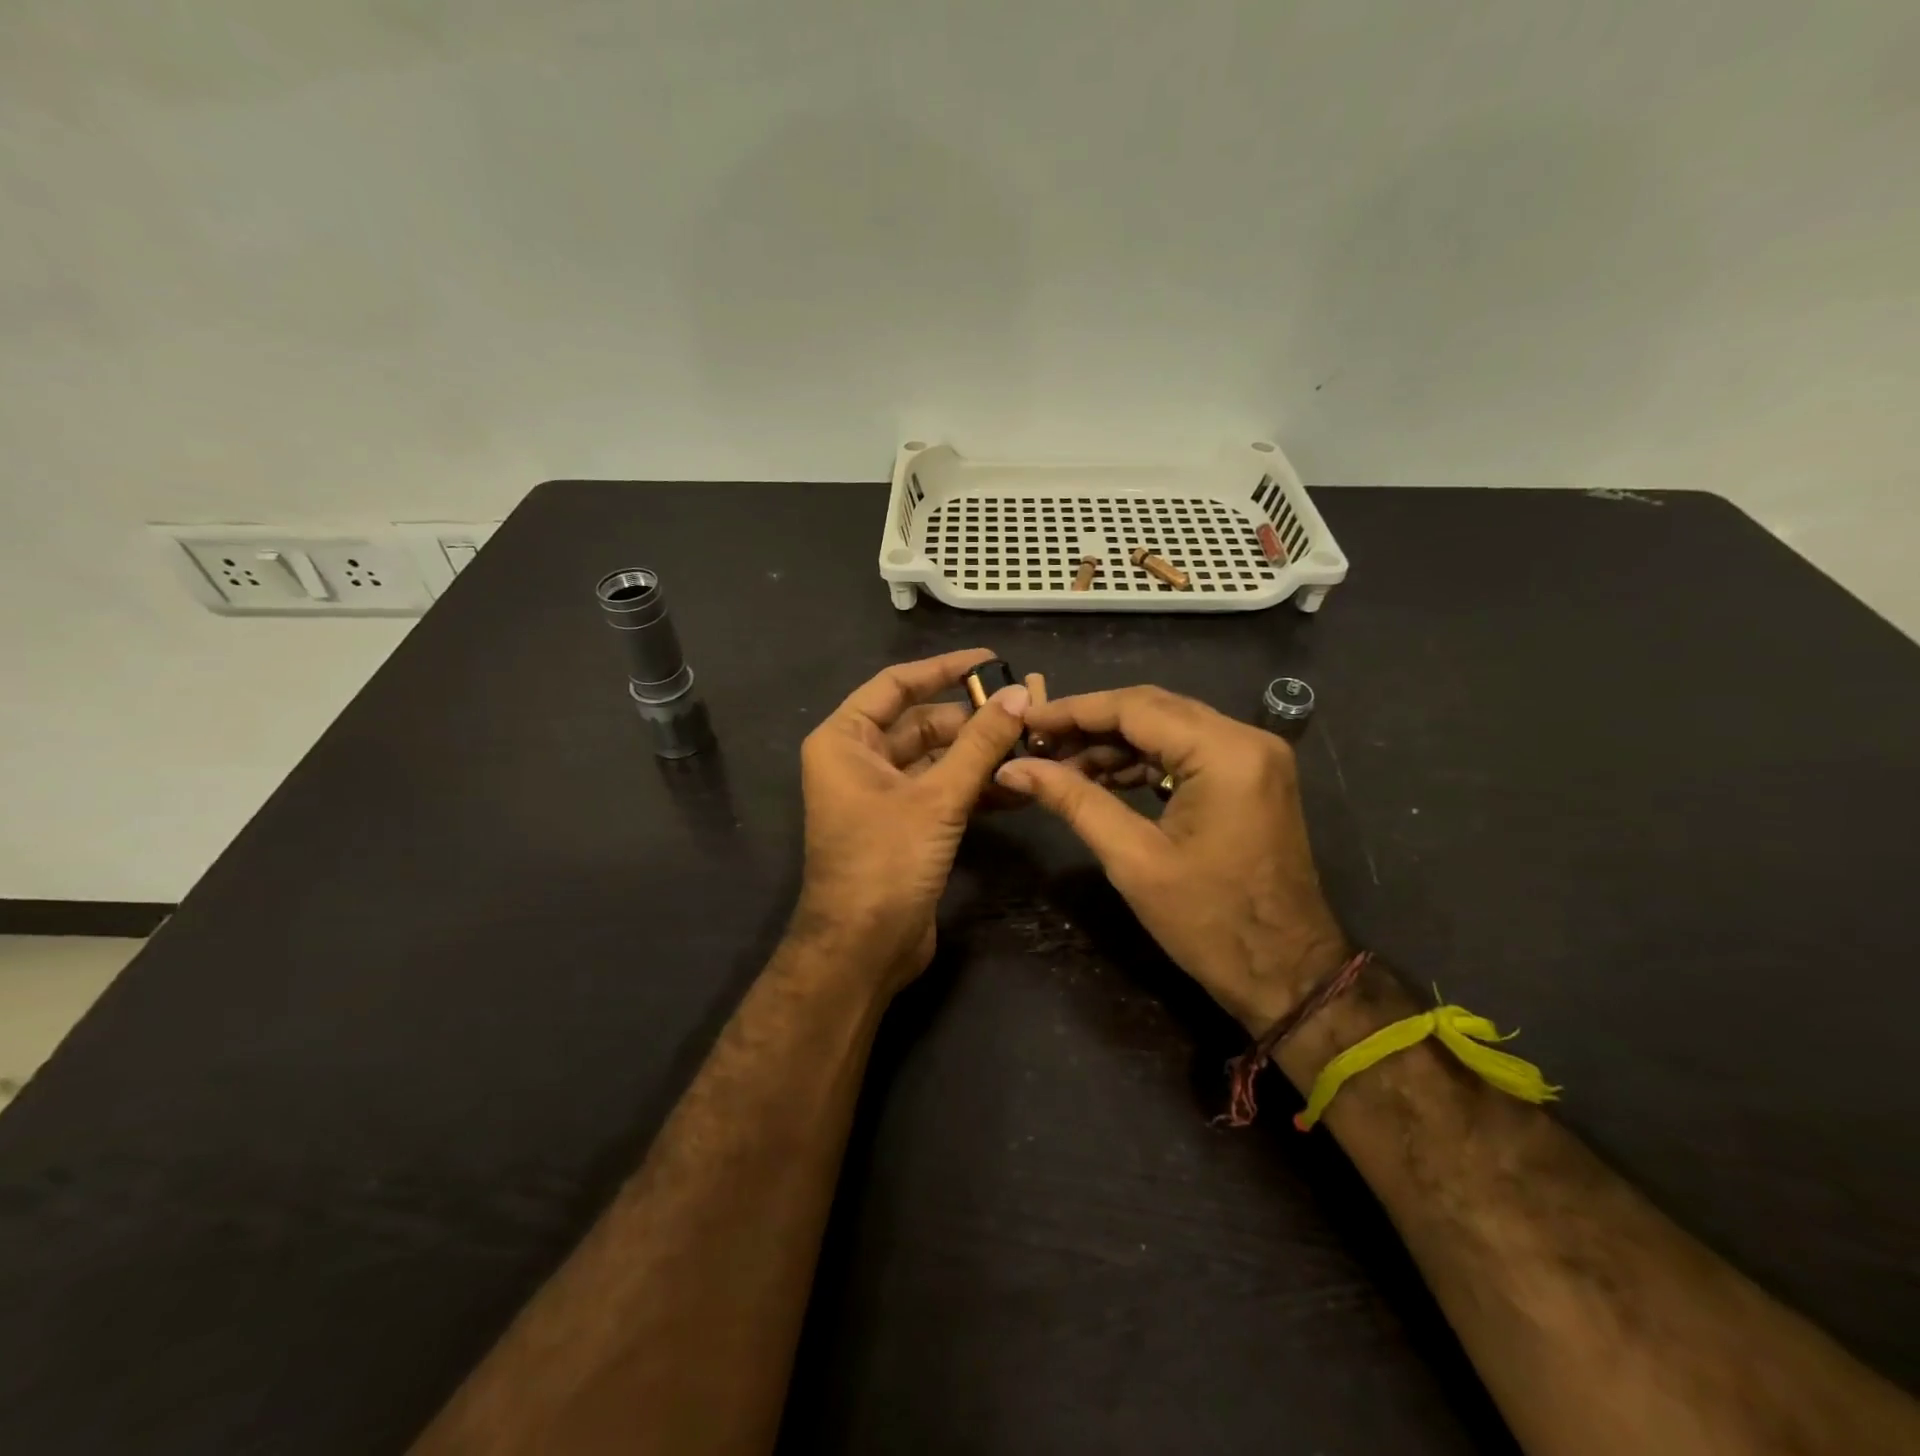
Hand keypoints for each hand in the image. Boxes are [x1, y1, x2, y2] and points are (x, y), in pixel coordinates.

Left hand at [793, 648, 1028, 990]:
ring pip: (935, 759)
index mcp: (845, 740)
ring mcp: (880, 795)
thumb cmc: (886, 861)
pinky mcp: (903, 824)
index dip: (943, 669)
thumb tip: (1019, 694)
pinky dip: (973, 786)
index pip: (896, 685)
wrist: (863, 950)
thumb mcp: (937, 797)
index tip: (991, 661)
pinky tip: (1016, 786)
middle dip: (971, 719)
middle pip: (920, 723)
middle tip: (1025, 711)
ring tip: (1030, 746)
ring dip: (978, 755)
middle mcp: (857, 760)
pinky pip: (940, 790)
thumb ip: (980, 744)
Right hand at [994, 686, 1349, 1032]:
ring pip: (1169, 727)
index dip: (1074, 711)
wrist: (1286, 974)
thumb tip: (1014, 768)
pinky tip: (1104, 777)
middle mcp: (1246, 739)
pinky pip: (1188, 750)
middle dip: (1091, 724)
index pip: (1135, 707)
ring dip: (1115, 743)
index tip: (1027, 720)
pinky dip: (1144, 760)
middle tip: (1039, 744)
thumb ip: (1074, 801)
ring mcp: (1254, 756)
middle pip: (1153, 708)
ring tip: (1063, 766)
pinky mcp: (1251, 776)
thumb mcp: (1133, 859)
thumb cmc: (1209, 923)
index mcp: (1224, 753)